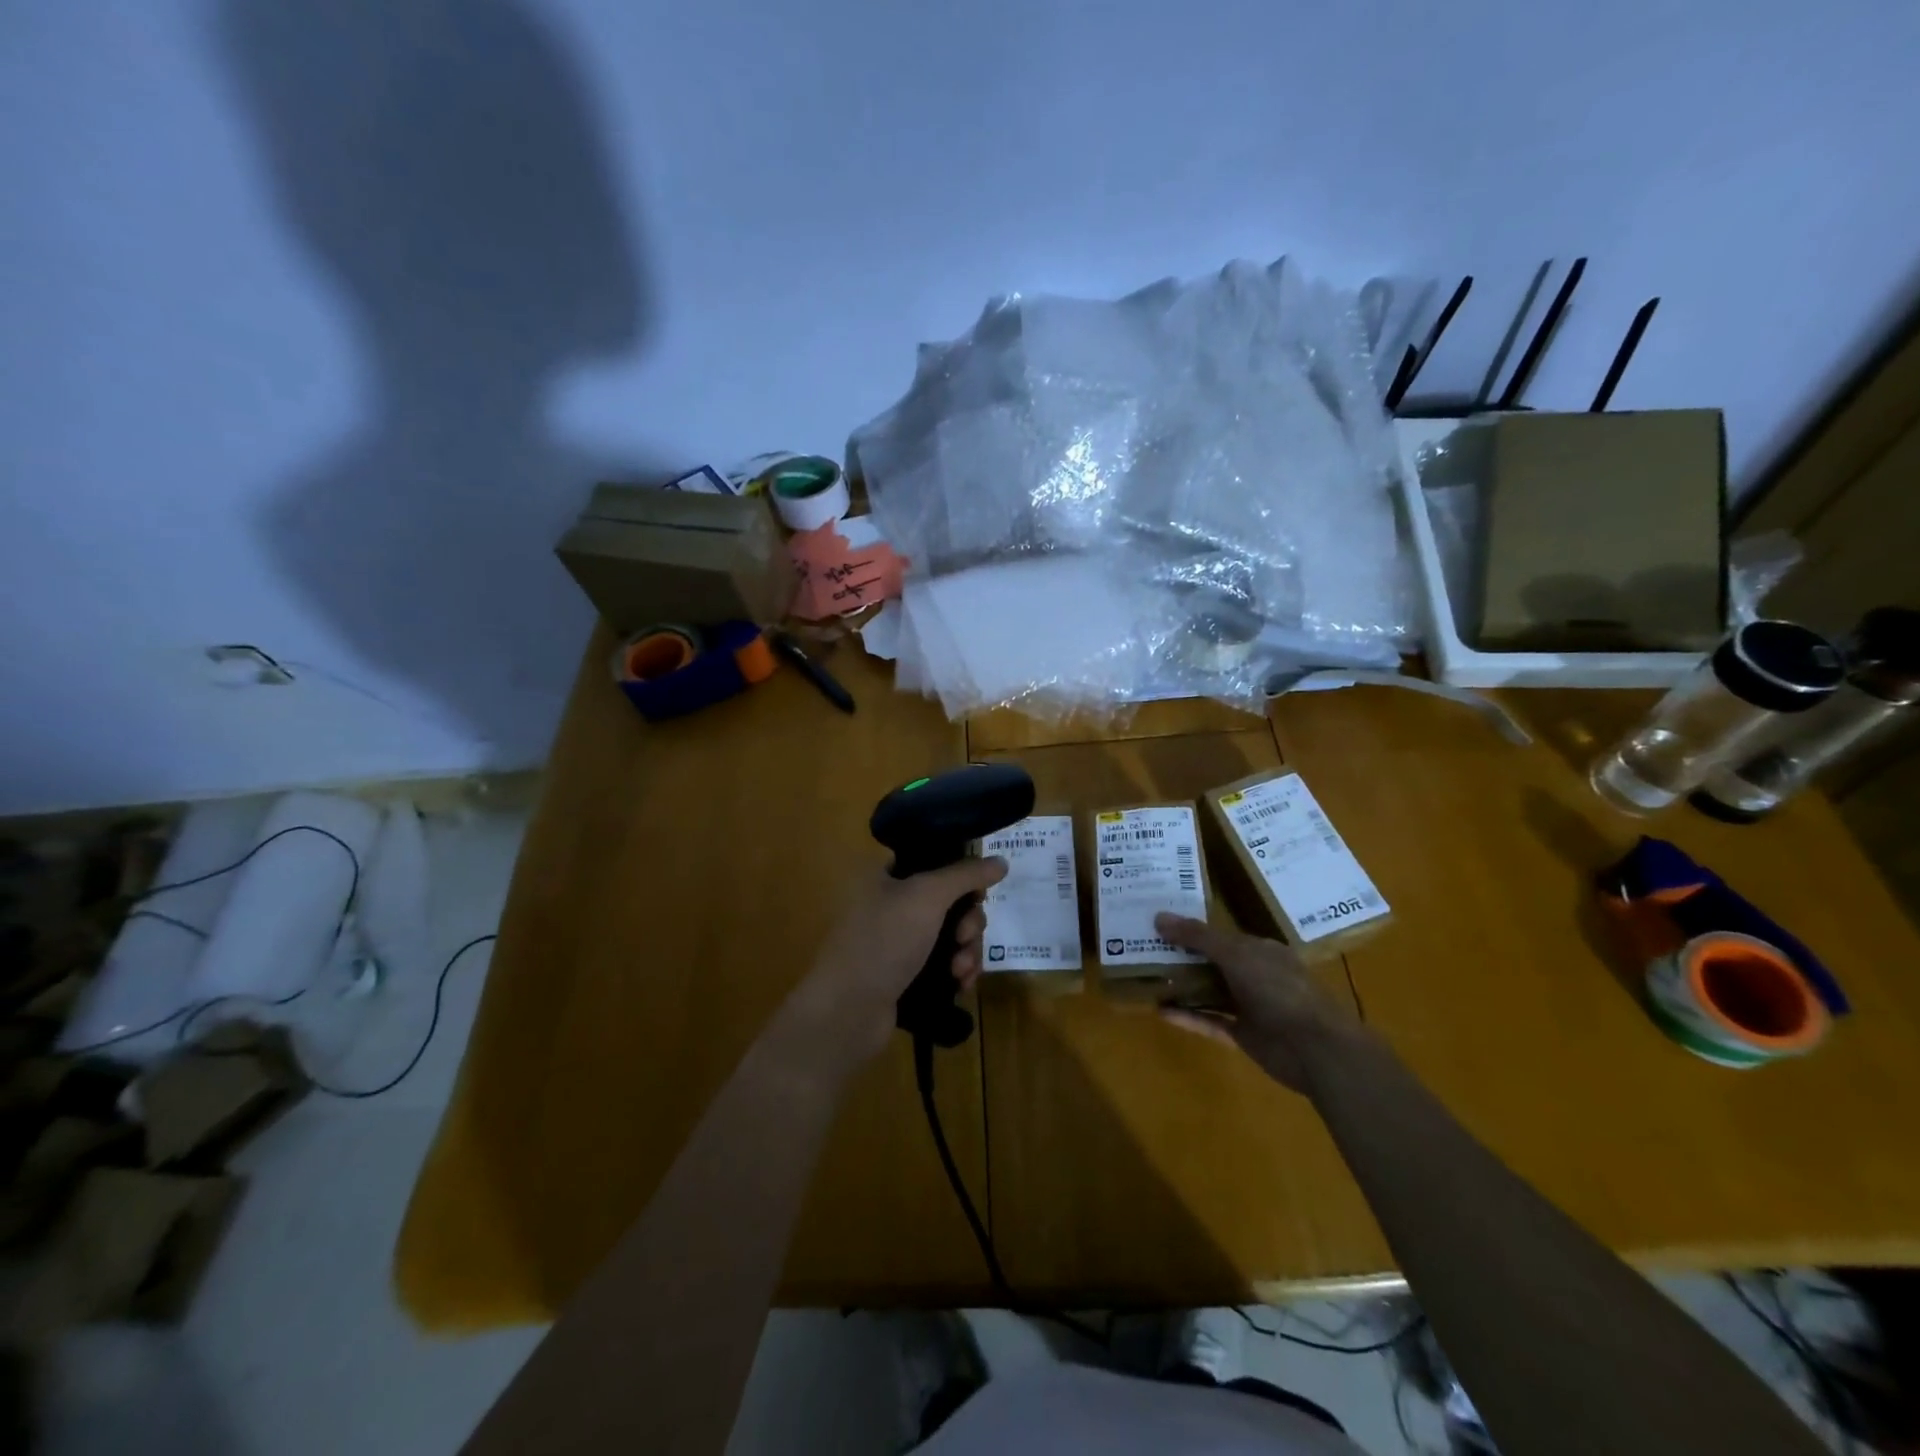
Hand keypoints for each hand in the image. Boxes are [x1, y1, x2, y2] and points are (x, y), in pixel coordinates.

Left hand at [794, 857, 1009, 1067]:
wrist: (848, 1011)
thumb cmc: (884, 940)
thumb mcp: (927, 896)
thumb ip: (966, 875)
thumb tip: (1001, 860)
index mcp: (886, 876)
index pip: (934, 862)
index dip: (962, 875)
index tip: (978, 893)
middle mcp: (891, 904)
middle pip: (950, 902)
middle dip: (968, 921)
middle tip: (964, 936)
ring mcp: (898, 942)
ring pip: (951, 935)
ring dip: (966, 950)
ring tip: (960, 970)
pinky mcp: (906, 975)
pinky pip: (944, 964)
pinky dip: (957, 971)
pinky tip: (961, 985)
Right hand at [1153, 912, 1363, 1093]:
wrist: (1315, 1049)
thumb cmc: (1279, 990)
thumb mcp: (1236, 954)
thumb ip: (1197, 936)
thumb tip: (1158, 917)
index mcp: (1260, 951)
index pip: (1221, 936)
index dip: (1191, 930)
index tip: (1159, 925)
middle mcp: (1255, 976)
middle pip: (1213, 963)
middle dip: (1183, 957)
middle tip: (1144, 949)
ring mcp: (1250, 1007)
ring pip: (1210, 992)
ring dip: (1183, 987)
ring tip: (1147, 978)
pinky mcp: (1244, 1035)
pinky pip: (1210, 1021)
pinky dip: (1187, 1016)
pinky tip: (1160, 1010)